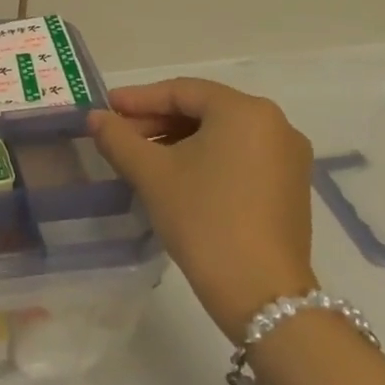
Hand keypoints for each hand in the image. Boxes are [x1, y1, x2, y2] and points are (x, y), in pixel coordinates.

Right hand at [89, 78, 317, 338]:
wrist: (261, 292)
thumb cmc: (203, 217)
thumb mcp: (151, 173)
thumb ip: (118, 137)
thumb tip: (95, 117)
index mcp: (245, 111)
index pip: (181, 91)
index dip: (138, 99)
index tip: (105, 108)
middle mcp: (275, 125)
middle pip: (202, 110)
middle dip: (156, 121)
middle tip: (118, 135)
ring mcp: (288, 158)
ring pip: (220, 134)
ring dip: (176, 140)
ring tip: (139, 158)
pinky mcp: (289, 187)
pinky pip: (238, 156)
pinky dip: (203, 158)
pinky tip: (174, 176)